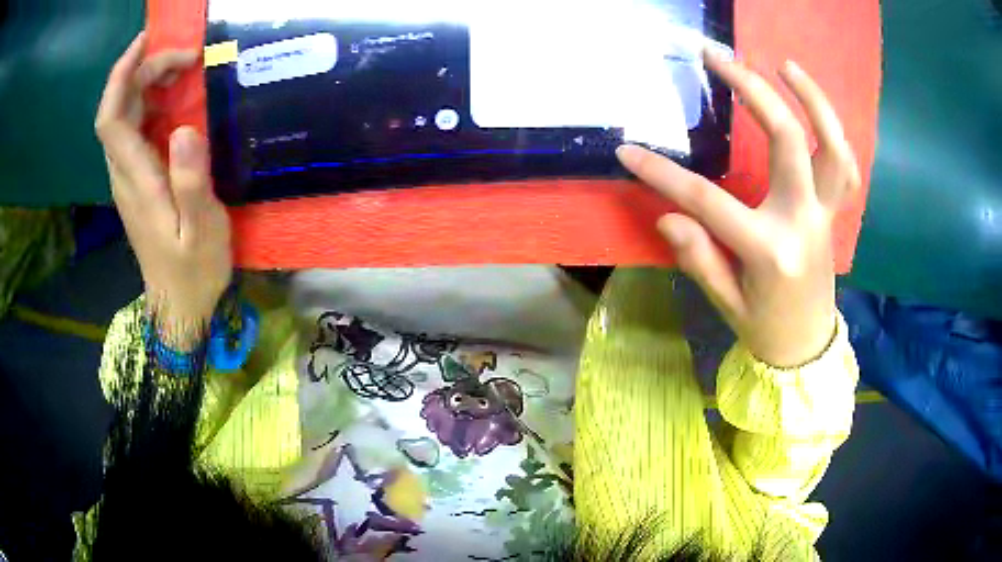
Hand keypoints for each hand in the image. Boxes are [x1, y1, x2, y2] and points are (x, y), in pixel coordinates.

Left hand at [95, 33, 231, 349]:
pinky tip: (172, 98)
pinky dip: (148, 103)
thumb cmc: (193, 271)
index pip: (111, 118)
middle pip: (115, 110)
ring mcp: (127, 178)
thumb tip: (185, 129)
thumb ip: (191, 183)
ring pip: (122, 118)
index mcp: (135, 181)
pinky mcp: (136, 182)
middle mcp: (122, 174)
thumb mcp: (202, 231)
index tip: (147, 41)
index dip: (121, 75)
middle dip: (141, 71)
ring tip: (181, 68)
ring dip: (144, 83)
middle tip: (184, 57)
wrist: (178, 305)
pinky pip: (132, 131)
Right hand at [617, 51, 860, 366]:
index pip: (708, 201)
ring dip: (812, 99)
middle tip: (718, 57)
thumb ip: (699, 257)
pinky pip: (844, 165)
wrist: (808, 347)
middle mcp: (803, 221)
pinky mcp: (834, 211)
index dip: (663, 175)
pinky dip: (833, 131)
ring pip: (832, 145)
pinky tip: (811, 106)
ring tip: (783, 64)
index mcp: (770, 251)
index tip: (628, 152)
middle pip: (787, 139)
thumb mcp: (725, 302)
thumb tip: (670, 214)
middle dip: (752, 89)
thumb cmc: (764, 329)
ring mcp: (825, 213)